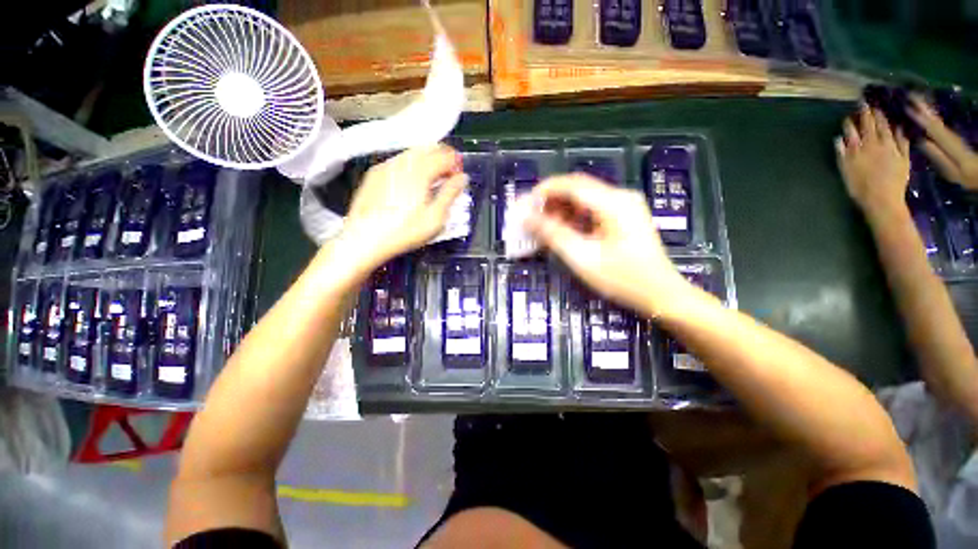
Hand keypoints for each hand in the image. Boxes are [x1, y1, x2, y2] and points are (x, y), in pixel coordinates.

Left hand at [341, 144, 466, 271]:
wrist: (365, 239)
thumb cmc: (405, 231)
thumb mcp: (435, 217)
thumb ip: (450, 194)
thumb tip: (463, 178)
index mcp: (420, 171)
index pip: (444, 155)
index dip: (456, 163)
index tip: (460, 176)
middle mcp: (403, 162)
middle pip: (427, 148)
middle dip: (442, 157)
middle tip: (448, 175)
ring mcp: (386, 166)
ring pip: (411, 153)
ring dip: (426, 160)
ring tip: (432, 179)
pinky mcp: (374, 174)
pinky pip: (398, 161)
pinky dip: (410, 165)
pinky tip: (411, 182)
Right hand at [522, 174, 690, 317]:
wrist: (661, 295)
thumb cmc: (623, 279)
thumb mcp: (583, 257)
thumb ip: (553, 234)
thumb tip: (525, 217)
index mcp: (613, 202)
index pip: (570, 185)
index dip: (542, 192)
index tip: (523, 206)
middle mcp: (620, 197)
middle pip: (576, 188)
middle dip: (549, 200)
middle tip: (528, 218)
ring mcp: (624, 206)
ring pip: (583, 198)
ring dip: (559, 209)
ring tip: (540, 226)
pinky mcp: (623, 217)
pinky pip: (592, 209)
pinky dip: (573, 217)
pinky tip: (561, 230)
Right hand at [836, 104, 910, 221]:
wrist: (883, 201)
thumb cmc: (860, 189)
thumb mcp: (846, 172)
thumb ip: (843, 154)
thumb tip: (839, 139)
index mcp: (861, 148)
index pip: (854, 130)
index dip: (852, 120)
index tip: (851, 111)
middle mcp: (876, 144)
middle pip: (872, 126)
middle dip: (868, 114)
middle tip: (867, 103)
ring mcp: (892, 149)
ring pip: (887, 129)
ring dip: (884, 119)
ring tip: (881, 111)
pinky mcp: (903, 156)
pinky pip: (903, 141)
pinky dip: (900, 132)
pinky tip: (899, 126)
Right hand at [908, 95, 977, 190]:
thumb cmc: (963, 173)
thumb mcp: (949, 168)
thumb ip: (936, 154)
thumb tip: (920, 141)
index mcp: (945, 141)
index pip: (929, 125)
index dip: (919, 116)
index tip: (906, 106)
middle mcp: (946, 133)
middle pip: (932, 117)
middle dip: (922, 106)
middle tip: (909, 94)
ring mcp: (948, 133)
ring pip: (934, 117)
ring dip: (925, 107)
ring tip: (914, 98)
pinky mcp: (948, 135)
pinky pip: (936, 122)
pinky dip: (929, 114)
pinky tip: (924, 111)